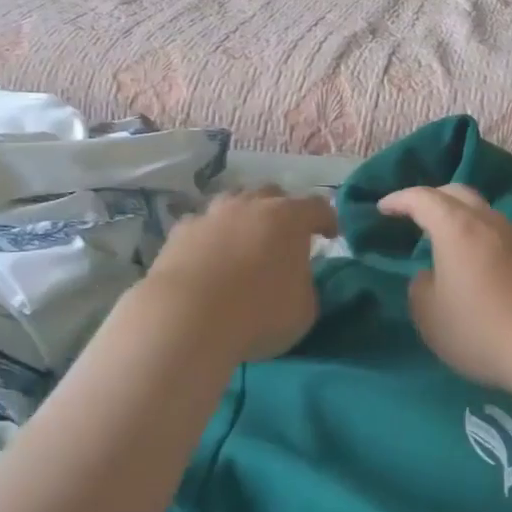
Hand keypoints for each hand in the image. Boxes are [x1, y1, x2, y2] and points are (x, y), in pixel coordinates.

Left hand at [139, 187, 338, 362]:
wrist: (188, 316)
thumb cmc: (259, 313)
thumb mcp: (304, 309)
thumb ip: (304, 285)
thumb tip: (295, 278)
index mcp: (289, 218)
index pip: (318, 207)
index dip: (327, 220)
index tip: (330, 235)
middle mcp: (251, 205)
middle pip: (272, 195)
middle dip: (282, 212)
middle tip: (284, 237)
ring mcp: (212, 214)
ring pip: (234, 202)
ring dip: (244, 217)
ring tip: (244, 242)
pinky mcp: (181, 231)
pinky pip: (203, 226)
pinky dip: (211, 237)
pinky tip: (208, 257)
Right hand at [376, 184, 511, 391]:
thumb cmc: (481, 330)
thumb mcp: (430, 316)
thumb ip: (420, 287)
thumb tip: (431, 275)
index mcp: (456, 227)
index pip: (422, 198)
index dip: (399, 200)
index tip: (382, 208)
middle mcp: (488, 221)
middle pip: (456, 193)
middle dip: (430, 198)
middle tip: (412, 215)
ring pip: (482, 212)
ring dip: (458, 218)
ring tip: (444, 240)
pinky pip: (499, 233)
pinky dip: (479, 236)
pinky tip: (476, 263)